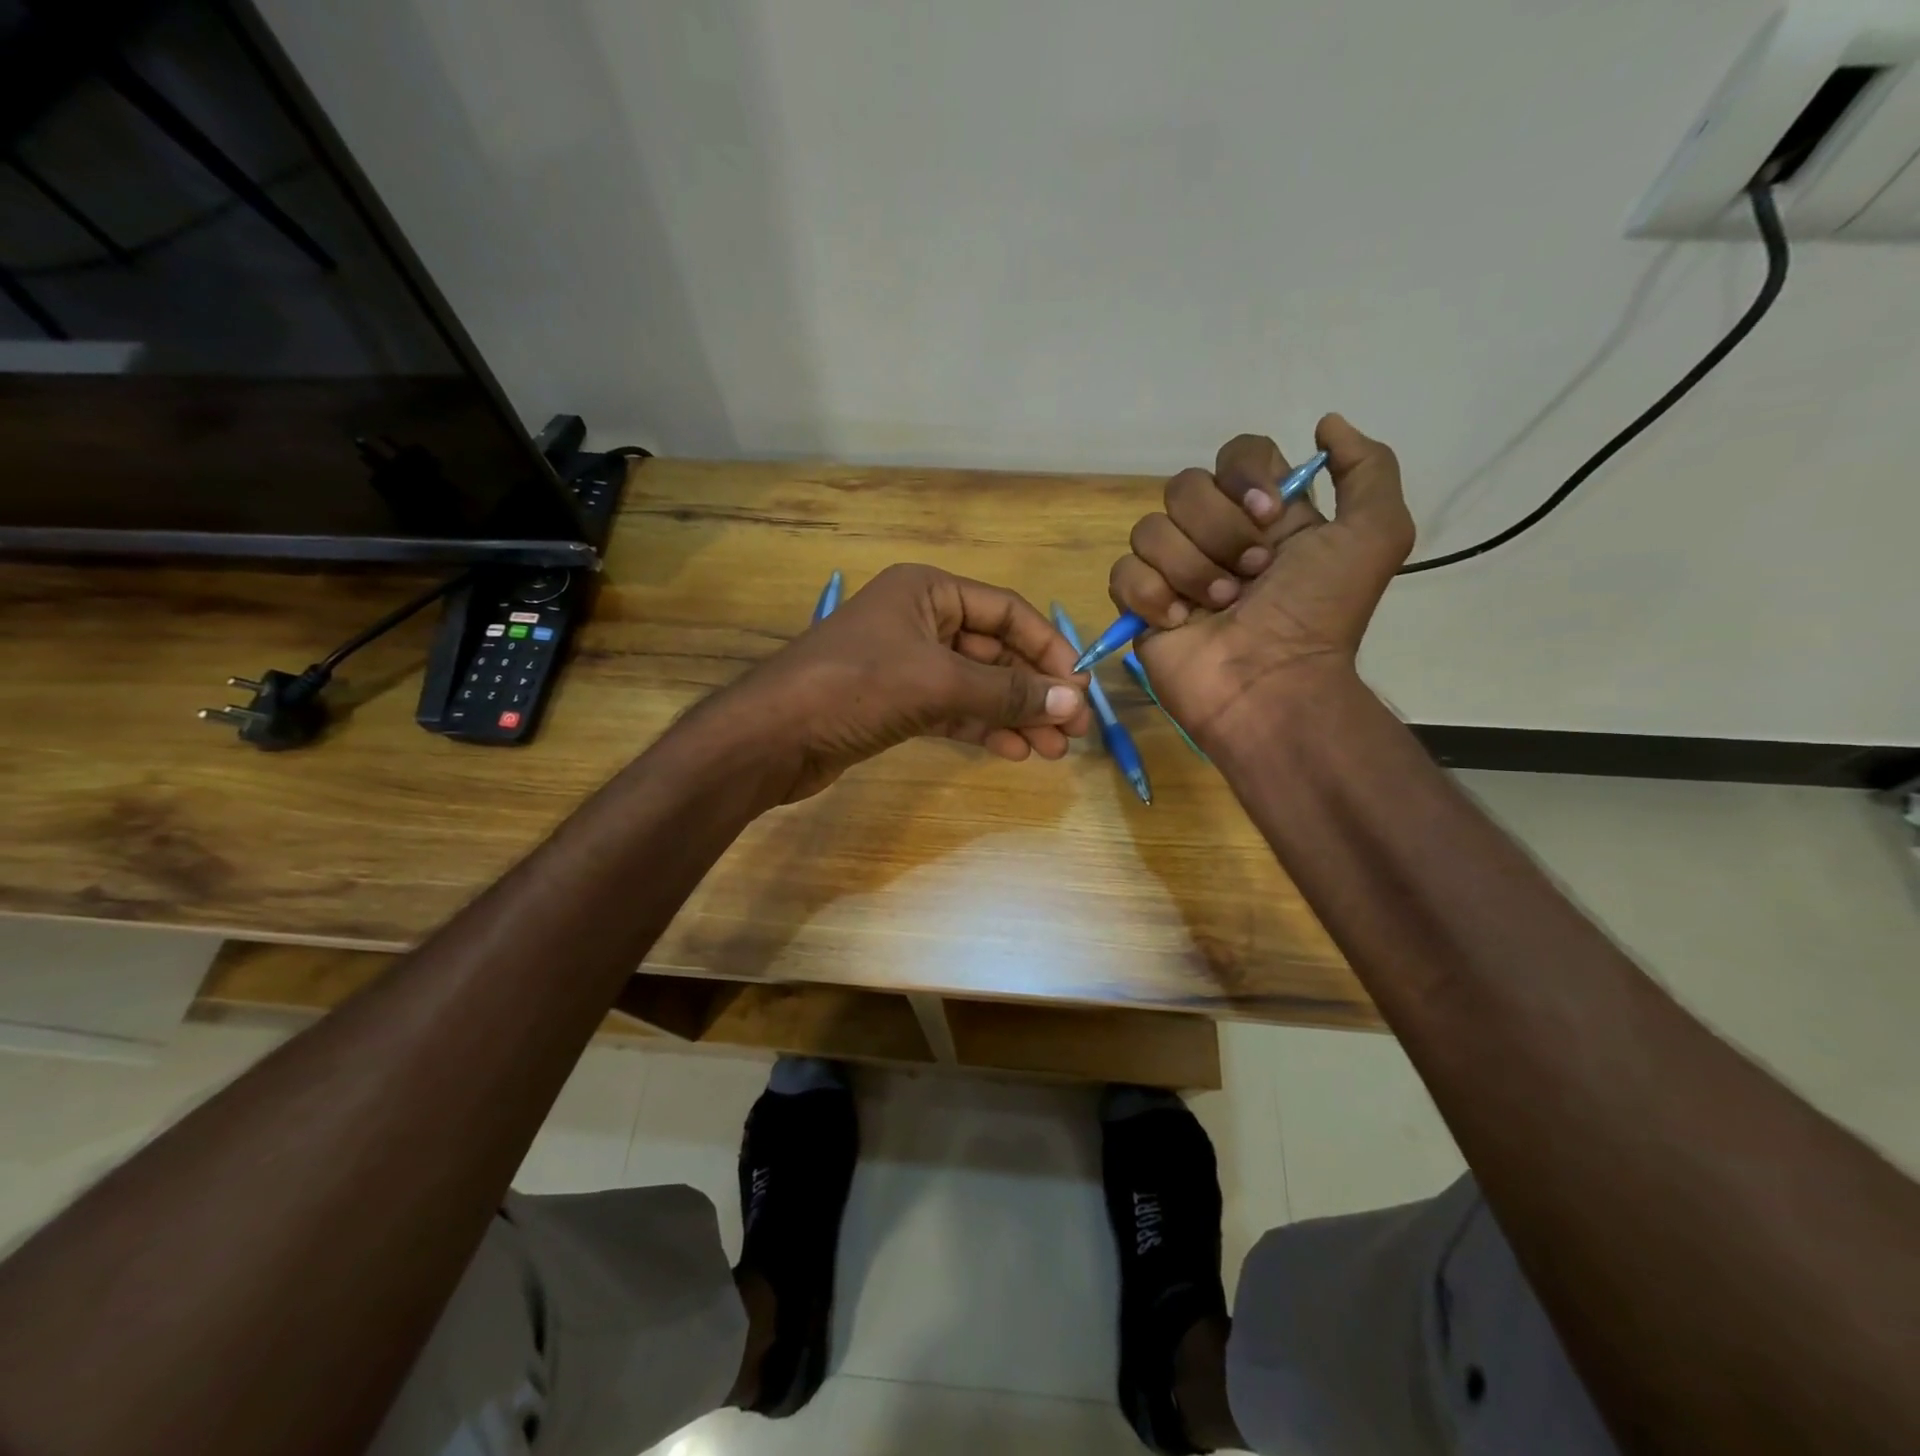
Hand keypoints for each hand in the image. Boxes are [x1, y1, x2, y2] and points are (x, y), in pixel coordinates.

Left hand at [717, 563, 1091, 801]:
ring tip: (1054, 749)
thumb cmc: (854, 687)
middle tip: (1074, 729)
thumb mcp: (937, 682)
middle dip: (1034, 690)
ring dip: (1015, 714)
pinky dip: (983, 727)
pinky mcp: (896, 703)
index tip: (1079, 689)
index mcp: (928, 590)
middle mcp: (920, 620)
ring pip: (976, 685)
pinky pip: (953, 709)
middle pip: (995, 651)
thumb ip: (1007, 692)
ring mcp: (907, 663)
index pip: (1007, 613)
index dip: (1048, 648)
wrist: (772, 737)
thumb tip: (1074, 701)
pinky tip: (1015, 750)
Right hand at [1107, 414, 1413, 745]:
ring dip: (1191, 570)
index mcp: (1264, 514)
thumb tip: (1326, 423)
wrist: (1272, 685)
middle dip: (1219, 532)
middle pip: (1185, 487)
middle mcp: (1215, 534)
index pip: (1236, 455)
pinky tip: (1180, 623)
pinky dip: (1152, 597)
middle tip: (1250, 576)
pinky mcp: (1139, 605)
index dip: (1244, 477)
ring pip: (1149, 529)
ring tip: (1220, 607)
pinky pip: (1123, 573)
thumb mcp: (1375, 535)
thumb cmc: (1320, 615)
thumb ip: (1367, 468)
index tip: (1269, 515)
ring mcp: (1173, 570)